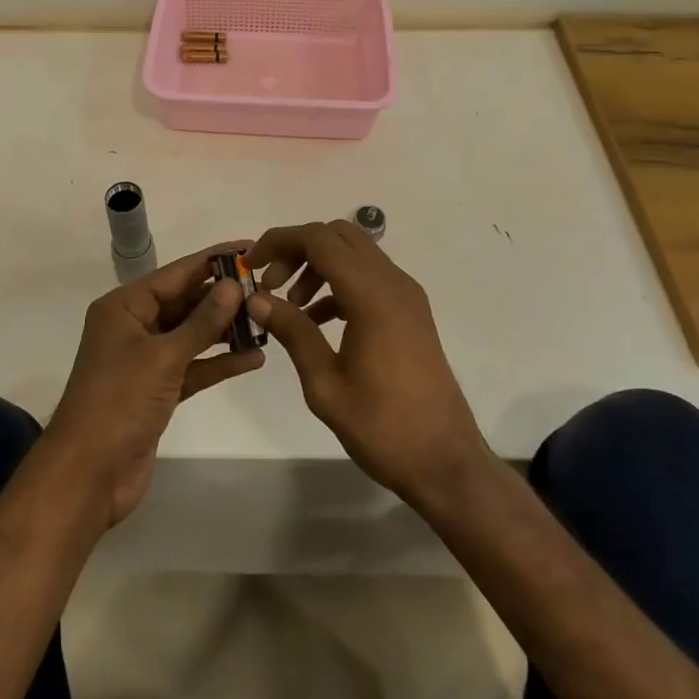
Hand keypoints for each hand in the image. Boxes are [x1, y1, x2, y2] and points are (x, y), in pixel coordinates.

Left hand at [44, 241, 265, 529]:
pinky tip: (253, 358)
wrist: (88, 475)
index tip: (248, 248)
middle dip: (222, 298)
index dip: (212, 261)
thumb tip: (233, 285)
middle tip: (266, 288)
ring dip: (225, 330)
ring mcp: (145, 360)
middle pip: (184, 302)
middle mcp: (134, 327)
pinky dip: (218, 362)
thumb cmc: (119, 402)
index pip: (175, 274)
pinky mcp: (157, 391)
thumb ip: (202, 321)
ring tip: (266, 320)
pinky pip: (193, 366)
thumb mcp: (163, 356)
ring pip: (191, 335)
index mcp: (124, 307)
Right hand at [247, 220, 490, 511]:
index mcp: (372, 295)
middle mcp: (393, 282)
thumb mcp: (325, 384)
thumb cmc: (383, 427)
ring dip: (318, 265)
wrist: (446, 462)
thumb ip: (292, 331)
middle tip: (272, 283)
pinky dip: (339, 283)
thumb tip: (256, 299)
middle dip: (298, 249)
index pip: (319, 240)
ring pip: (355, 253)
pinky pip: (369, 277)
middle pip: (338, 235)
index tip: (252, 264)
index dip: (280, 241)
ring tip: (291, 305)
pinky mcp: (410, 311)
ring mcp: (406, 295)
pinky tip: (317, 321)